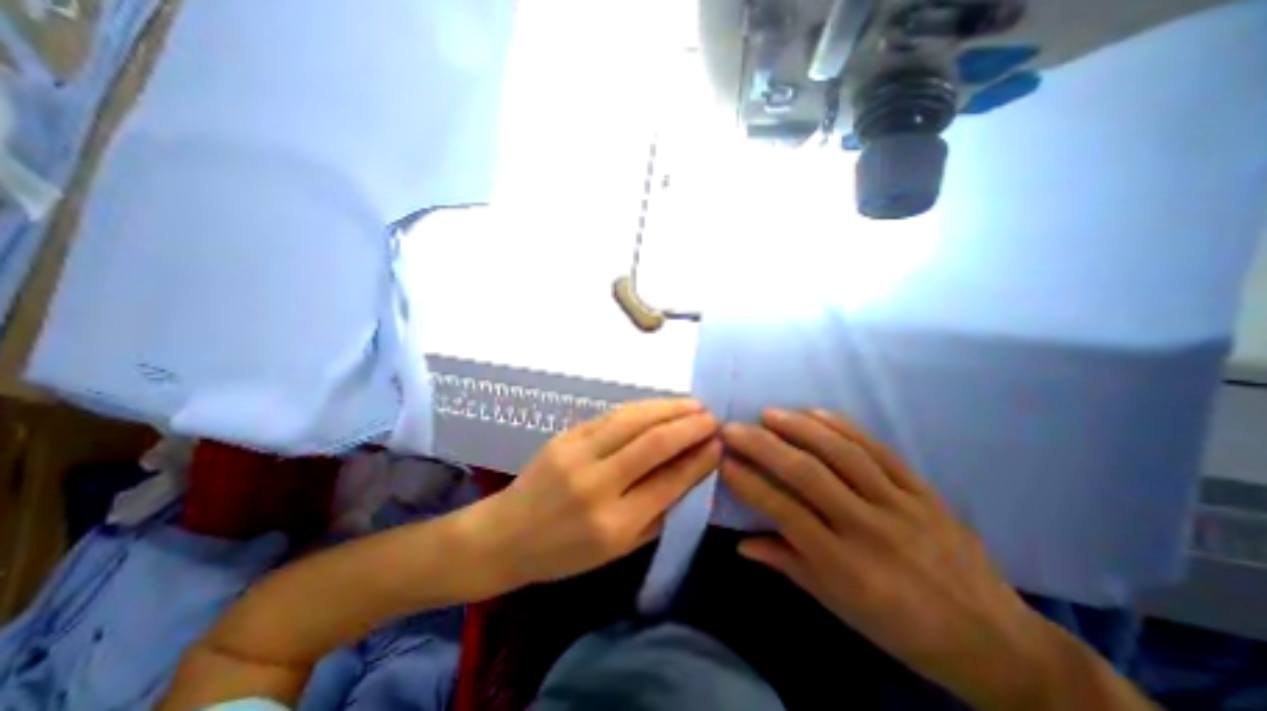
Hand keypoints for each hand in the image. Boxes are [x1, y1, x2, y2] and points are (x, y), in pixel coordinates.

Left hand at [472, 401, 715, 589]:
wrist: (507, 534)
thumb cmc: (565, 553)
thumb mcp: (618, 550)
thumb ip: (658, 513)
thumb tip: (691, 474)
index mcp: (613, 524)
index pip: (668, 481)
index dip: (698, 460)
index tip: (719, 444)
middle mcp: (596, 484)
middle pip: (653, 443)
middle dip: (688, 426)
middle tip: (712, 417)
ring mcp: (577, 454)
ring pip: (633, 420)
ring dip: (668, 408)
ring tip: (693, 404)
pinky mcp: (565, 435)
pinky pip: (612, 415)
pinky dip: (642, 408)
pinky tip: (660, 405)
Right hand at [724, 409, 1059, 708]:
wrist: (996, 642)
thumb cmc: (903, 630)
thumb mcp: (840, 607)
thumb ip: (788, 565)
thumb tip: (741, 543)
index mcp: (847, 567)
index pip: (785, 513)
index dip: (750, 483)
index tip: (723, 461)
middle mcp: (870, 530)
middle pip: (809, 475)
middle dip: (764, 446)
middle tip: (733, 428)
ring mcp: (901, 505)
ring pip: (843, 454)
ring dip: (800, 428)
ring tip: (768, 414)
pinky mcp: (923, 491)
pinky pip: (879, 450)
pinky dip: (843, 427)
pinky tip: (816, 413)